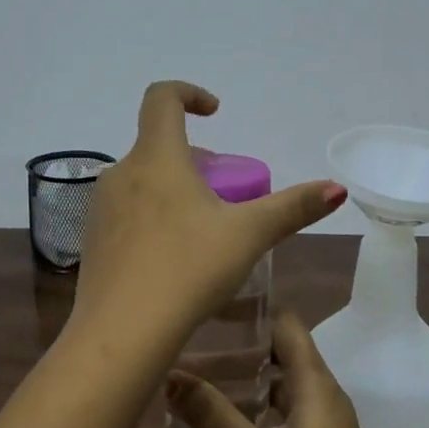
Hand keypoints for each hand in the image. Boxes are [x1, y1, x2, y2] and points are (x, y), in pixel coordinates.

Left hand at [71, 82, 345, 343]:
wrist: (120, 334)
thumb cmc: (187, 271)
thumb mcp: (248, 236)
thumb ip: (293, 208)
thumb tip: (337, 188)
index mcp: (156, 158)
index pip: (161, 98)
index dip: (189, 93)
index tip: (215, 112)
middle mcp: (120, 173)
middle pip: (157, 146)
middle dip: (194, 159)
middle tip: (224, 193)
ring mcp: (99, 208)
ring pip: (141, 181)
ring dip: (172, 189)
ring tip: (202, 228)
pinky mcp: (91, 241)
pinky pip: (126, 213)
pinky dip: (152, 217)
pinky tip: (171, 259)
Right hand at [168, 312, 401, 427]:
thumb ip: (213, 418)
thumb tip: (170, 374)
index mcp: (316, 384)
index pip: (287, 324)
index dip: (253, 310)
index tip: (212, 307)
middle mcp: (324, 394)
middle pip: (284, 350)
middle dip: (242, 343)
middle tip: (195, 341)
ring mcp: (325, 421)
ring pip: (284, 381)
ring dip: (249, 374)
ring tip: (202, 375)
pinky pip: (286, 407)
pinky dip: (259, 402)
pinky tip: (229, 418)